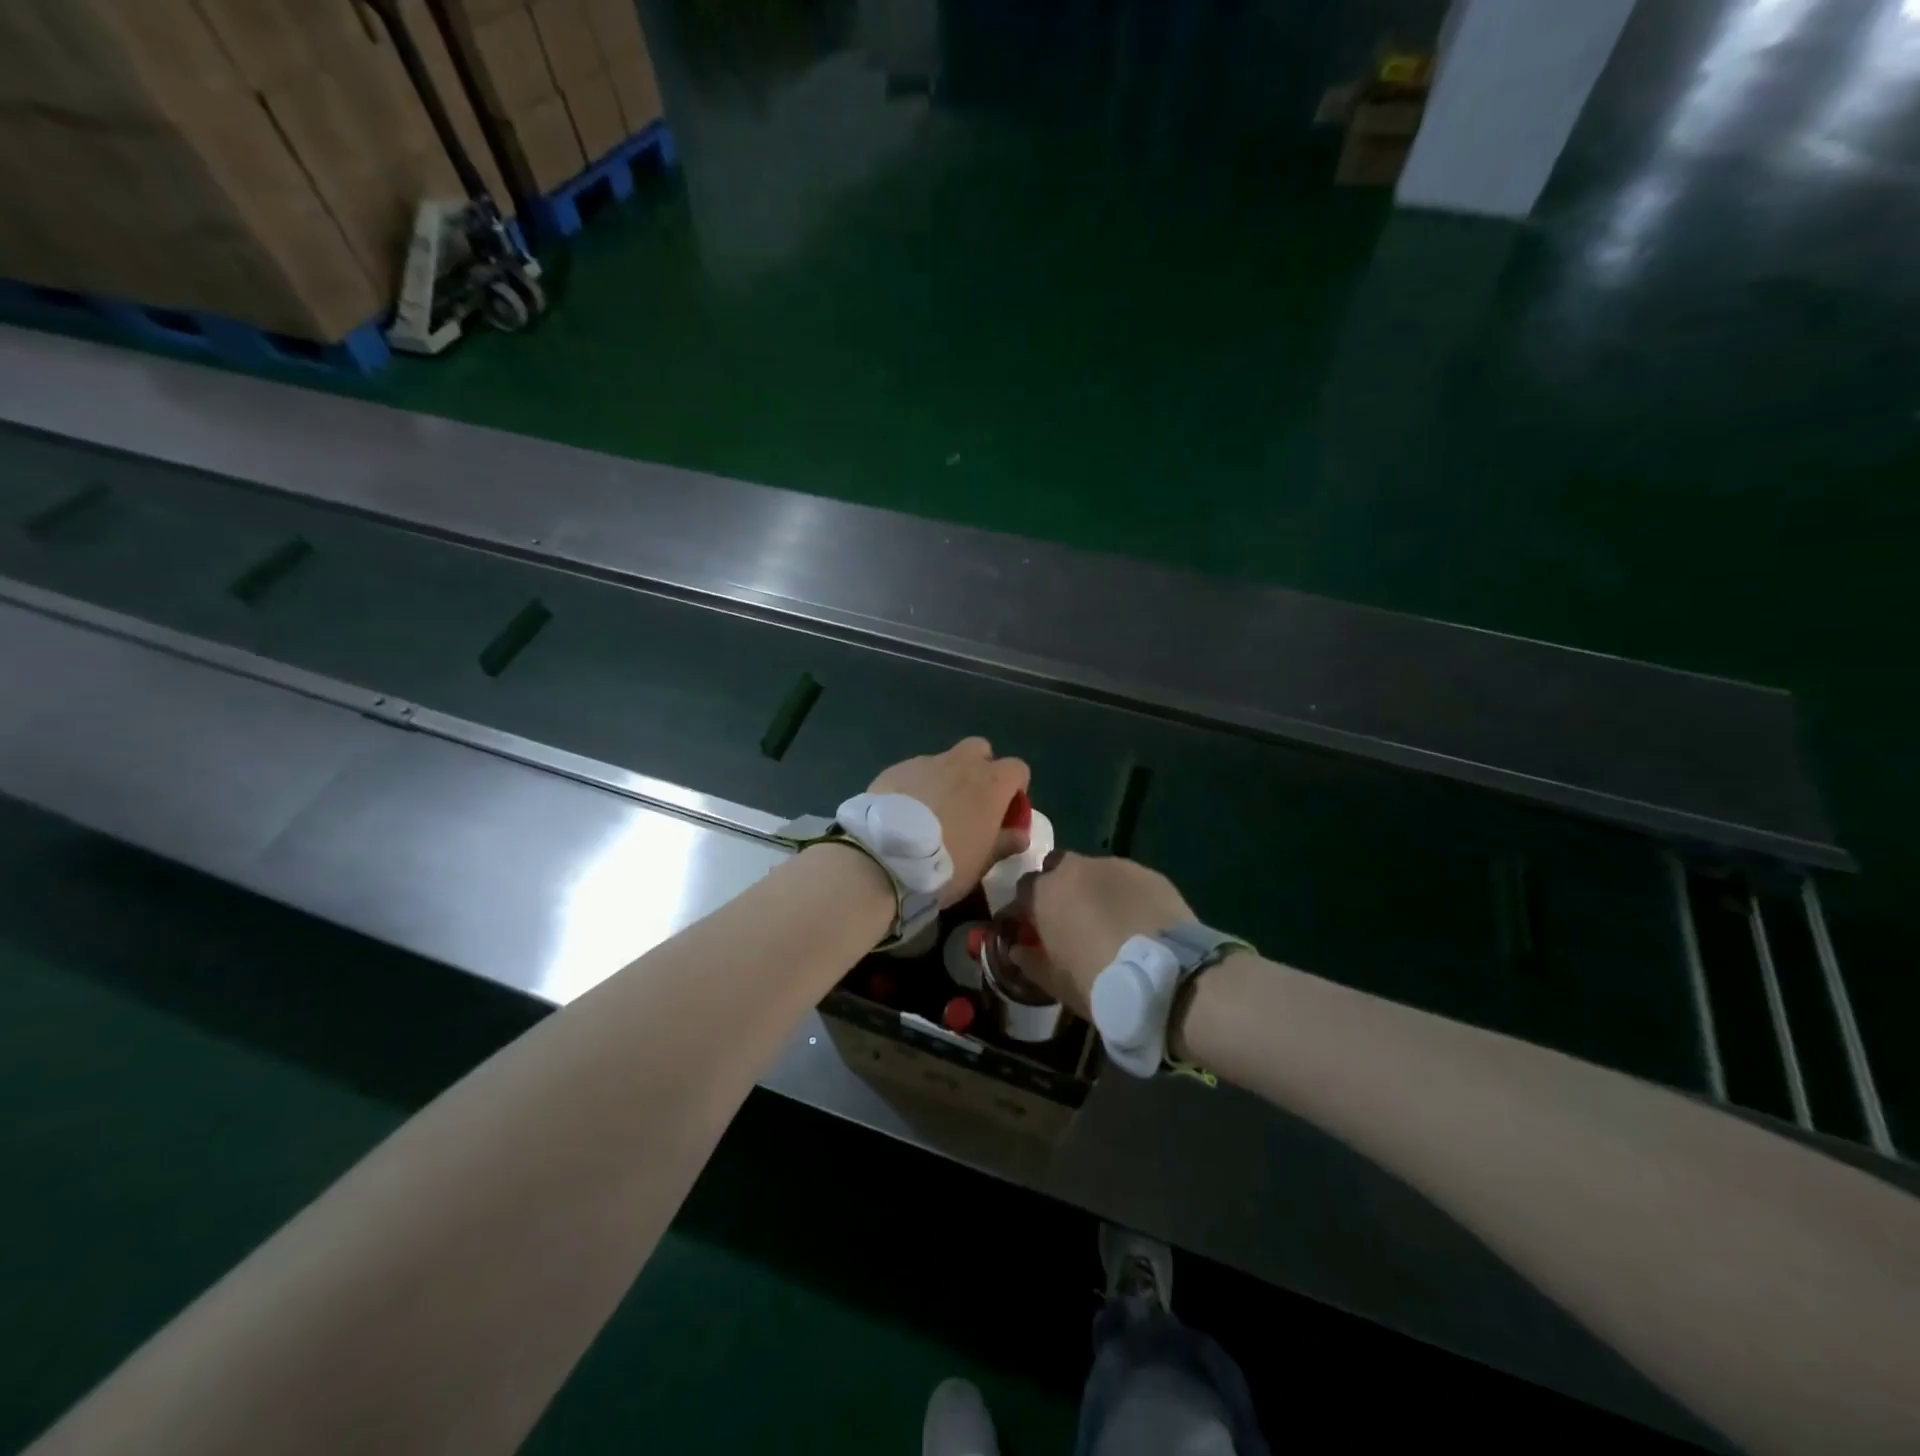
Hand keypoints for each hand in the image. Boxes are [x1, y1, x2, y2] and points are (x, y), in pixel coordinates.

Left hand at [869, 739, 1030, 907]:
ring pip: (944, 761)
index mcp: (991, 783)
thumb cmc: (946, 863)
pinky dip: (917, 786)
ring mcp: (925, 763)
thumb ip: (1005, 842)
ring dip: (945, 779)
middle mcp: (961, 763)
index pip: (1018, 768)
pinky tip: (904, 813)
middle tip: (970, 803)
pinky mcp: (895, 769)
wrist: (884, 858)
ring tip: (930, 813)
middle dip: (980, 769)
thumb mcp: (982, 862)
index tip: (1005, 811)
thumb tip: (1020, 834)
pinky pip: (915, 772)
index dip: (1015, 788)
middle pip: (980, 750)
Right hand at [1011, 854, 1194, 1016]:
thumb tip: (1017, 951)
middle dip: (1061, 887)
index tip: (1035, 927)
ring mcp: (1116, 866)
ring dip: (1096, 890)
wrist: (1167, 975)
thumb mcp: (1056, 983)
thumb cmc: (1099, 982)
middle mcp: (1076, 868)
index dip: (1029, 906)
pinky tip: (1139, 922)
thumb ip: (1030, 962)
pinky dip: (1127, 896)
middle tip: (1072, 919)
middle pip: (1059, 868)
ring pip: (1096, 872)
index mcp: (1046, 892)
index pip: (1025, 887)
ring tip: (1111, 922)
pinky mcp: (1150, 873)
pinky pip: (1128, 881)